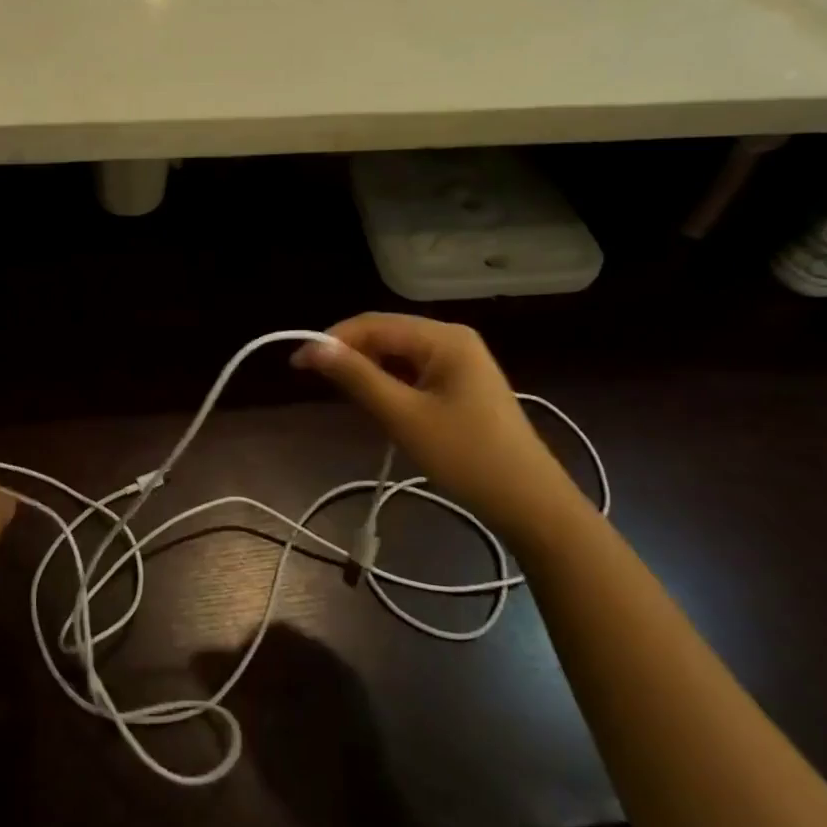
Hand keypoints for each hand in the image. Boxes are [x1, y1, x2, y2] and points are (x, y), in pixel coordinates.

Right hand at [293, 313, 589, 544]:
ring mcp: (460, 361)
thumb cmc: (465, 457)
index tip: (297, 364)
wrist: (529, 502)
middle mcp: (452, 338)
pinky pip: (413, 372)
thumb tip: (312, 348)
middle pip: (386, 335)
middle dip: (349, 355)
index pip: (374, 324)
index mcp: (444, 337)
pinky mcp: (461, 384)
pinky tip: (378, 406)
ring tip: (345, 398)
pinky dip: (390, 384)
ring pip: (398, 355)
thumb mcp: (403, 416)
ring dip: (368, 371)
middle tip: (317, 384)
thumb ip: (357, 378)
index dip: (331, 340)